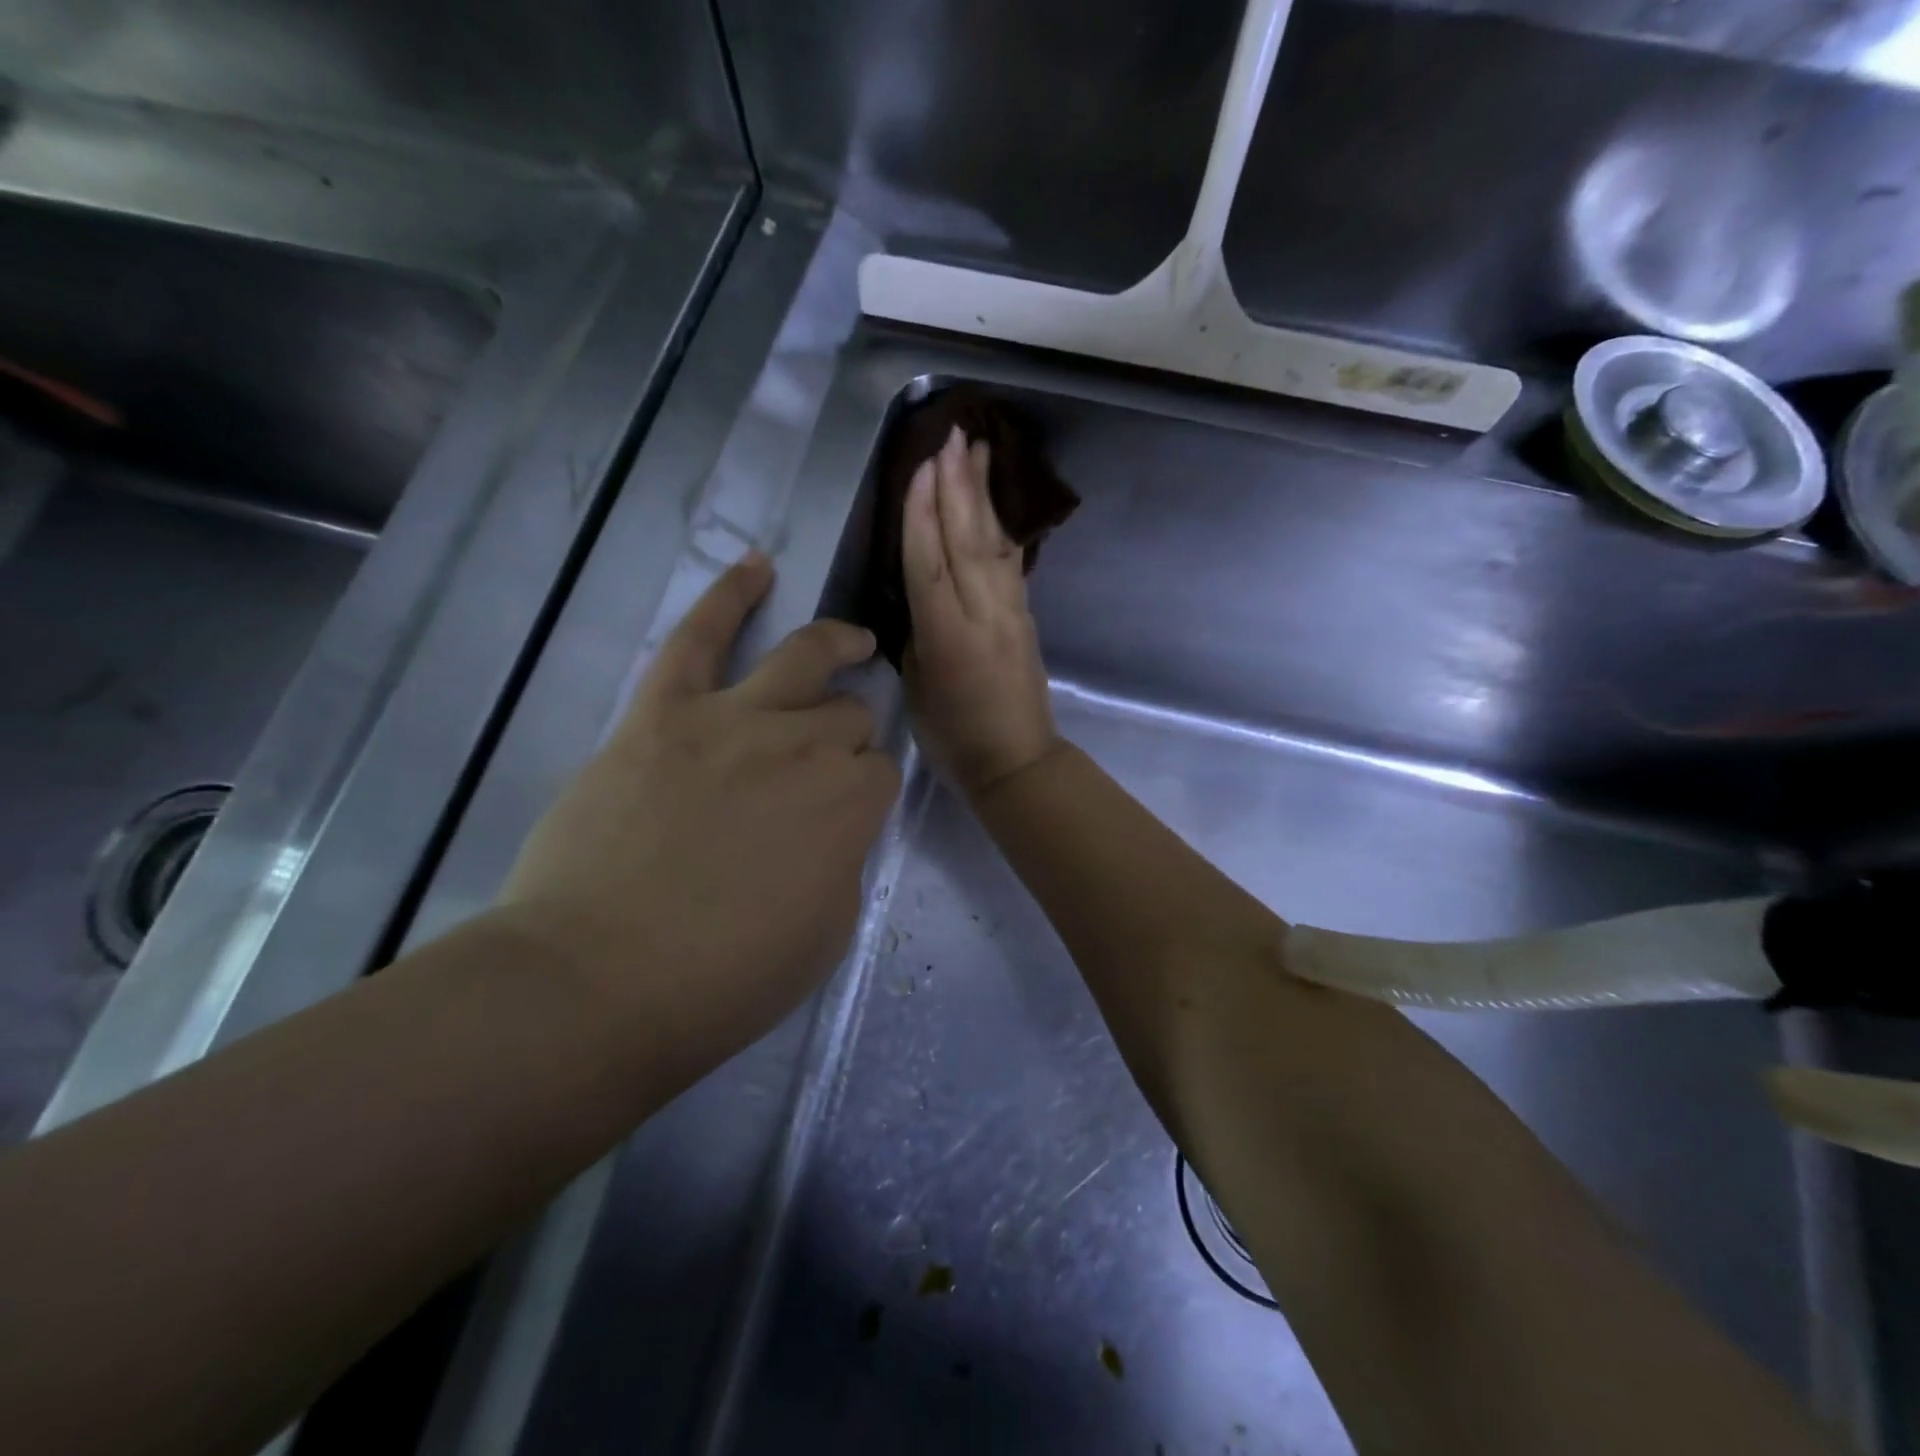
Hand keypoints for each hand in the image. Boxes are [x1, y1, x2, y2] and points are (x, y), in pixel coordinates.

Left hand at [497, 555, 899, 1090]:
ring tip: (852, 638)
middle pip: (848, 714)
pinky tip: (755, 566)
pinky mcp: (662, 713)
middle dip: (849, 731)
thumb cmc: (724, 978)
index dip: (870, 787)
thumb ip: (842, 862)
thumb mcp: (825, 934)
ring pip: (802, 657)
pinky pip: (697, 637)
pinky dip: (728, 595)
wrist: (598, 981)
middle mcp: (804, 745)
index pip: (882, 770)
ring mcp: (732, 718)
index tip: (851, 810)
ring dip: (836, 643)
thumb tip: (830, 827)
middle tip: (829, 760)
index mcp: (851, 804)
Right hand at [903, 425, 1060, 796]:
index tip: (921, 465)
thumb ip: (917, 633)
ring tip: (981, 449)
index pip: (931, 561)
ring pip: (995, 542)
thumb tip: (921, 595)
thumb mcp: (919, 687)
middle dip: (958, 485)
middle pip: (968, 538)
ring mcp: (1011, 612)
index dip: (923, 512)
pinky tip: (998, 502)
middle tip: (953, 436)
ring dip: (985, 494)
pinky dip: (1003, 526)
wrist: (1018, 762)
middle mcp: (984, 613)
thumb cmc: (954, 738)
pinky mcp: (1026, 616)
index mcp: (948, 636)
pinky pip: (1012, 562)